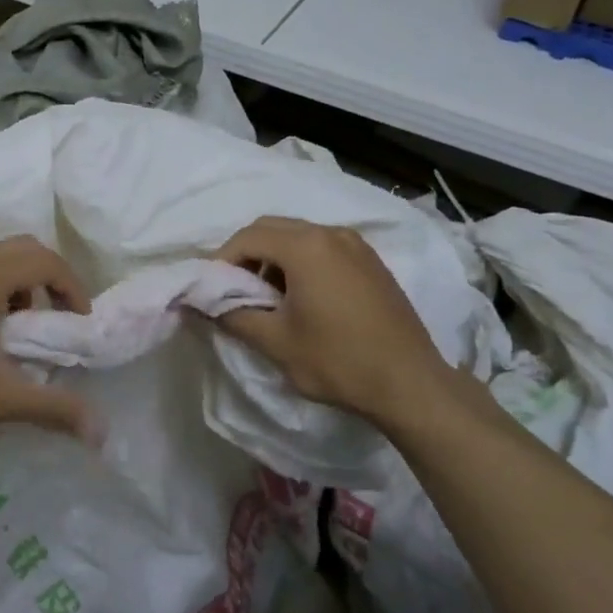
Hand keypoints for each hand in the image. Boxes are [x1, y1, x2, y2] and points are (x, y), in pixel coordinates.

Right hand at [213, 216, 463, 429]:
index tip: (210, 288)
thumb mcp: (276, 342)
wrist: (411, 384)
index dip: (221, 260)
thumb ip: (233, 315)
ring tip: (265, 296)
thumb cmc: (338, 361)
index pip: (247, 237)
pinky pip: (322, 247)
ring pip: (298, 235)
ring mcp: (355, 244)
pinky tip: (300, 296)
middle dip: (245, 253)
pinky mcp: (370, 261)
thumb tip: (202, 303)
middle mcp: (330, 233)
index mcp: (305, 246)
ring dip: (272, 257)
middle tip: (233, 289)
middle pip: (272, 228)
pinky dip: (300, 261)